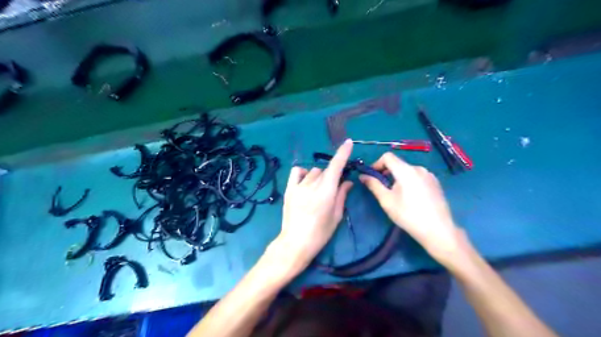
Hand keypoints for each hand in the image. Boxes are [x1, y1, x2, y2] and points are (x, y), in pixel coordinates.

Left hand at [274, 140, 352, 273]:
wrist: (296, 242)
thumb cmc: (320, 233)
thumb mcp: (336, 215)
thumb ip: (342, 195)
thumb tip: (348, 181)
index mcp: (327, 192)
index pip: (336, 166)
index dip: (343, 153)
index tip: (348, 142)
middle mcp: (313, 185)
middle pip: (326, 170)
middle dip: (332, 176)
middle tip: (332, 189)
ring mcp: (299, 186)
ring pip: (314, 172)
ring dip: (319, 177)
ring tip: (317, 190)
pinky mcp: (289, 189)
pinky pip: (297, 172)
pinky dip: (304, 173)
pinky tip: (306, 181)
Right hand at [361, 152, 462, 264]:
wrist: (438, 230)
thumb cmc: (408, 215)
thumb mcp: (387, 201)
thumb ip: (374, 185)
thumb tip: (362, 176)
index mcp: (406, 170)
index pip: (387, 156)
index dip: (377, 164)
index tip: (372, 177)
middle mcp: (418, 168)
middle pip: (398, 164)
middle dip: (387, 173)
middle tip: (383, 189)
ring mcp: (429, 175)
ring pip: (407, 171)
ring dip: (398, 178)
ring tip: (397, 196)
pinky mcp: (435, 183)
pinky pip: (417, 176)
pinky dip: (409, 181)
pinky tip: (411, 198)